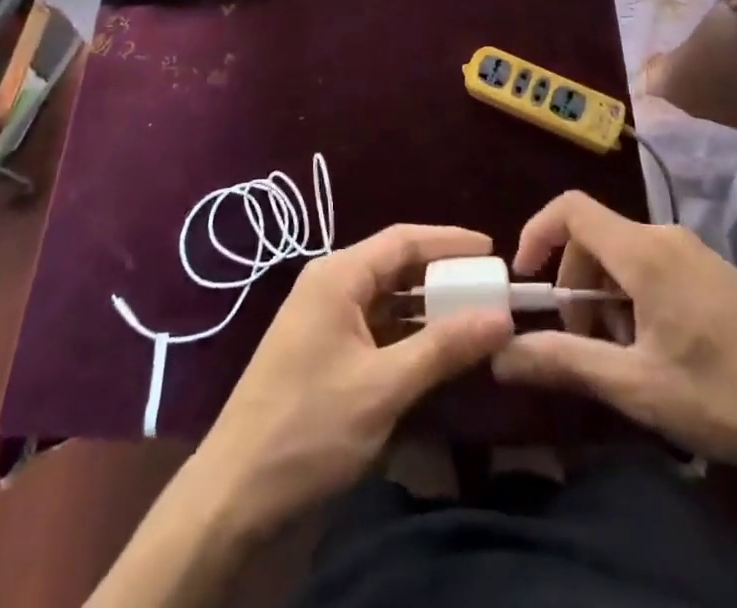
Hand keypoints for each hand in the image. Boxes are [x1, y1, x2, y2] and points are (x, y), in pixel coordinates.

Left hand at [194, 224, 512, 534]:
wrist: (234, 495)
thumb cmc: (309, 428)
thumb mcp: (384, 387)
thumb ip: (443, 347)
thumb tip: (502, 316)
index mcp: (338, 275)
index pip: (403, 240)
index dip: (449, 242)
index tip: (493, 250)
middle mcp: (330, 285)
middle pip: (395, 265)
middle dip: (442, 275)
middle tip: (490, 287)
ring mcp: (324, 318)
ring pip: (386, 298)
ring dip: (427, 307)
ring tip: (474, 316)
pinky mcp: (323, 351)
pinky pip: (375, 326)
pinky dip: (407, 333)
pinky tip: (436, 350)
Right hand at [491, 191, 736, 481]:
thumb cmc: (726, 396)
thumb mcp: (637, 386)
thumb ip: (565, 362)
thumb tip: (500, 356)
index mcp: (642, 251)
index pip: (570, 209)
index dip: (537, 233)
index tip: (525, 281)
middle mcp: (667, 236)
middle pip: (596, 237)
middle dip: (575, 283)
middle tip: (584, 342)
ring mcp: (697, 252)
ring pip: (627, 255)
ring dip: (607, 297)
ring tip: (627, 356)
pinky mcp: (719, 272)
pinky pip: (657, 266)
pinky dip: (638, 298)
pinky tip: (664, 352)